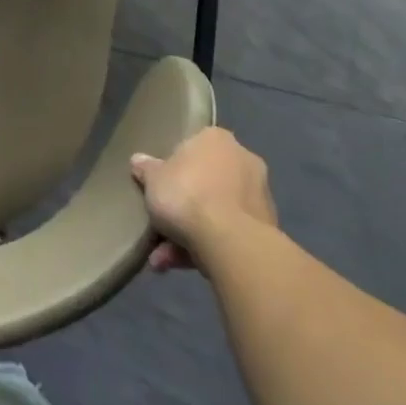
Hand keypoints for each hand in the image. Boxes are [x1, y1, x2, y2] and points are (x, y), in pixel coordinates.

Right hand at [130, 127, 277, 274]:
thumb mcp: (152, 179)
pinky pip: (228, 233)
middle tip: (160, 224)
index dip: (173, 168)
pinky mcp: (266, 230)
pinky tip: (181, 265)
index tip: (160, 186)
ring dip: (190, 233)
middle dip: (182, 206)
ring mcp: (259, 196)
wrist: (230, 242)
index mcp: (217, 139)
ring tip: (164, 257)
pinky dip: (207, 247)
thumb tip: (138, 161)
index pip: (192, 147)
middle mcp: (244, 161)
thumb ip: (146, 169)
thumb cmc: (186, 195)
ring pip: (216, 212)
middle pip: (205, 182)